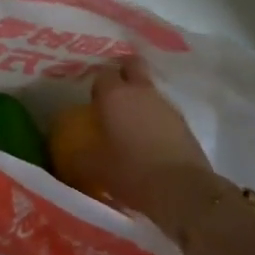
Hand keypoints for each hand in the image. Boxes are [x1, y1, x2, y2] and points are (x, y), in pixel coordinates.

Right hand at [75, 58, 216, 231]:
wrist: (181, 190)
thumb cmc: (131, 172)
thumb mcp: (94, 167)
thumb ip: (78, 155)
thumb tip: (70, 155)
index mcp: (114, 95)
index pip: (103, 73)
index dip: (97, 84)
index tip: (93, 101)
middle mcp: (140, 92)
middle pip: (133, 65)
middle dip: (124, 72)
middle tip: (115, 93)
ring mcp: (165, 104)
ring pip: (150, 88)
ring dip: (141, 97)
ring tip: (132, 122)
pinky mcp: (183, 122)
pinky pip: (164, 110)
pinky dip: (155, 117)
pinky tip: (150, 139)